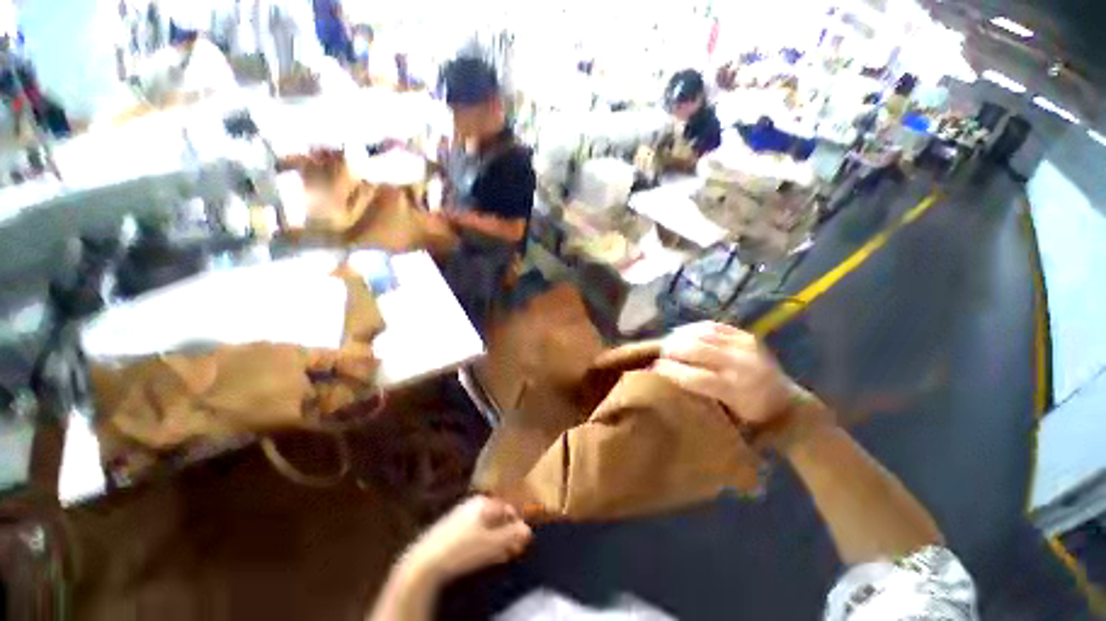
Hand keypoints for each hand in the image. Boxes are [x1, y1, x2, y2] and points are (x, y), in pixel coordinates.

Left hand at [400, 496, 532, 587]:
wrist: (425, 562)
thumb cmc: (463, 549)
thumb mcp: (493, 543)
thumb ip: (513, 534)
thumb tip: (528, 530)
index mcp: (484, 502)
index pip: (508, 509)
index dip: (518, 524)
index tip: (523, 541)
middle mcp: (474, 504)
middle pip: (498, 517)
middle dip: (507, 533)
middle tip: (514, 550)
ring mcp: (461, 515)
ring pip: (487, 526)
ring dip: (497, 540)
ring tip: (502, 555)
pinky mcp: (452, 529)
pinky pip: (476, 532)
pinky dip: (484, 542)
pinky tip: (486, 556)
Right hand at [655, 322, 803, 424]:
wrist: (787, 403)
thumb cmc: (751, 419)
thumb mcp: (726, 420)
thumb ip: (699, 400)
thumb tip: (666, 383)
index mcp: (735, 390)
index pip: (693, 376)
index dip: (669, 370)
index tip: (654, 369)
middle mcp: (740, 364)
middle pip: (694, 349)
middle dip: (671, 350)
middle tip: (662, 355)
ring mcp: (745, 346)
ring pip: (701, 334)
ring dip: (680, 337)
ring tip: (670, 344)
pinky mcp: (746, 335)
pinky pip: (712, 326)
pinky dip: (693, 329)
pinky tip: (684, 335)